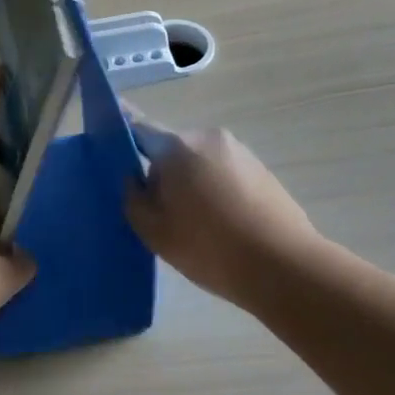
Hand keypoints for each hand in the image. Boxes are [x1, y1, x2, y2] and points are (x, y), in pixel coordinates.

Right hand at [123, 114, 321, 307]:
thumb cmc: (209, 247)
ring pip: (200, 162)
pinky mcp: (262, 171)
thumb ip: (133, 198)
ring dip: (192, 183)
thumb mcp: (154, 231)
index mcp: (177, 147)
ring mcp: (240, 152)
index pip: (139, 127)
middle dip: (163, 173)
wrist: (284, 267)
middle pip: (172, 149)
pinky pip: (225, 174)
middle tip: (162, 212)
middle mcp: (209, 138)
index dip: (122, 133)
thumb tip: (135, 179)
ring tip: (196, 224)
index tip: (110, 140)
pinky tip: (222, 225)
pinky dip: (217, 191)